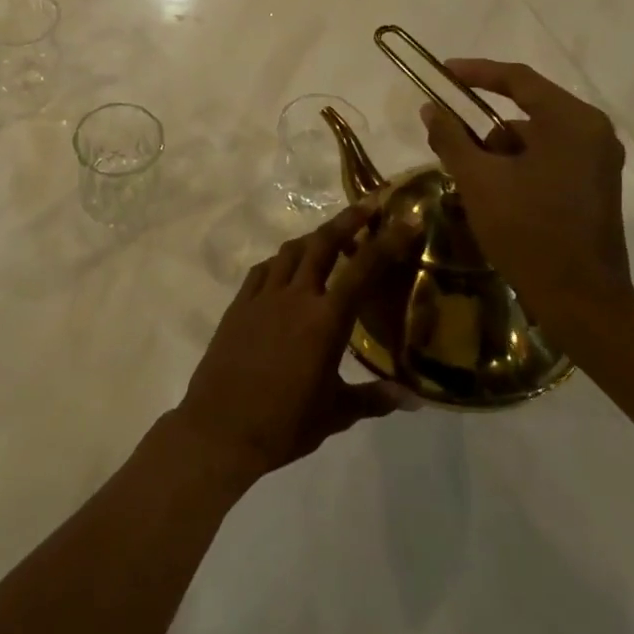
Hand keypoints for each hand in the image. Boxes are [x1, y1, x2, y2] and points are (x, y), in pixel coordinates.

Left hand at [172, 205, 411, 486]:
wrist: (221, 428)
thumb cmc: (285, 423)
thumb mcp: (336, 413)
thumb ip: (374, 399)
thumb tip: (412, 399)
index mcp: (325, 320)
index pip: (363, 270)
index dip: (387, 242)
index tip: (404, 219)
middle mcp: (295, 297)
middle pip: (323, 244)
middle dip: (347, 221)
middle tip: (367, 205)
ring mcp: (262, 296)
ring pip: (290, 251)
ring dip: (313, 237)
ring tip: (329, 236)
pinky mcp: (238, 304)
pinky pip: (262, 270)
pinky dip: (280, 261)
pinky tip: (286, 268)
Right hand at [419, 59, 633, 330]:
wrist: (581, 300)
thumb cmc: (528, 231)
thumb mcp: (478, 180)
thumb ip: (451, 137)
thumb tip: (430, 108)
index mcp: (571, 121)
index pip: (518, 80)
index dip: (476, 72)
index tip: (443, 72)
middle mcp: (592, 131)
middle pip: (527, 108)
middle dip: (483, 123)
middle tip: (448, 133)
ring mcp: (598, 159)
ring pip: (535, 135)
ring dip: (500, 148)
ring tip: (470, 176)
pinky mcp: (595, 183)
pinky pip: (549, 156)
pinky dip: (519, 164)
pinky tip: (496, 191)